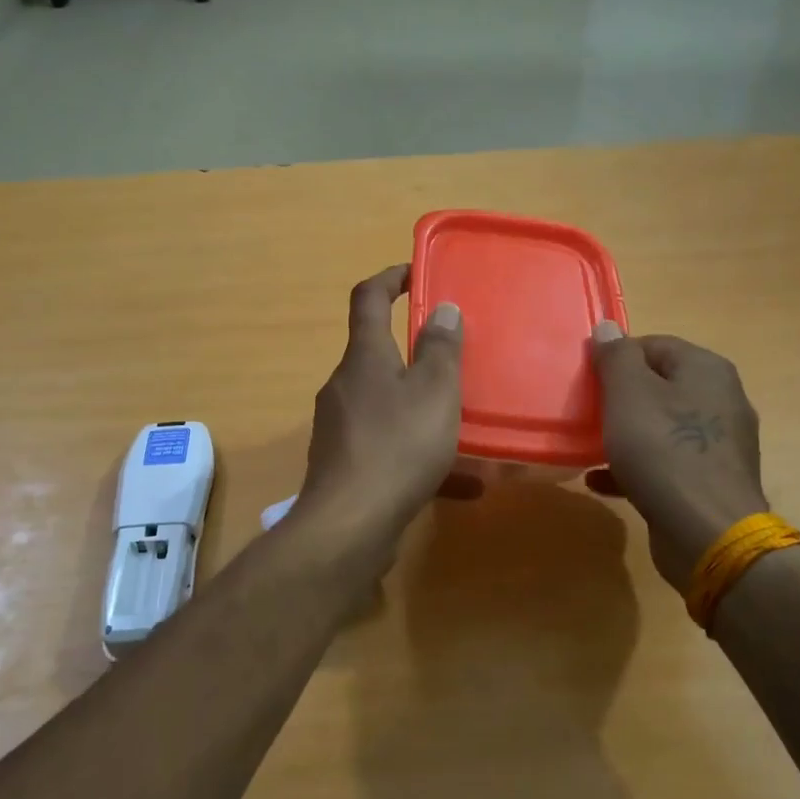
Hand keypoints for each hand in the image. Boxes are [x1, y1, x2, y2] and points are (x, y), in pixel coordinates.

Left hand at [291, 265, 463, 570]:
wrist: (348, 526)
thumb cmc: (397, 447)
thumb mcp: (434, 392)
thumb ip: (440, 348)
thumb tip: (441, 307)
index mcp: (363, 358)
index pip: (368, 298)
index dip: (390, 277)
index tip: (415, 273)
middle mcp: (343, 385)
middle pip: (376, 354)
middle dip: (413, 352)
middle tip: (452, 359)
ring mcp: (339, 427)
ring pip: (384, 403)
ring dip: (419, 406)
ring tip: (461, 424)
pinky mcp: (342, 463)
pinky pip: (385, 444)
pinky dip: (416, 450)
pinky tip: (457, 483)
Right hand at [586, 326, 768, 593]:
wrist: (707, 532)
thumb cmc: (663, 451)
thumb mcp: (629, 394)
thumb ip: (616, 357)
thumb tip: (608, 328)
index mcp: (706, 370)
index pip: (654, 345)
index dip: (617, 358)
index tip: (587, 379)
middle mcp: (721, 400)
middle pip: (659, 385)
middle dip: (620, 397)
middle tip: (587, 411)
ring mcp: (719, 443)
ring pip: (661, 426)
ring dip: (625, 433)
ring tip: (589, 446)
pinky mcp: (709, 480)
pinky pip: (666, 463)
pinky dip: (635, 467)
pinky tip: (602, 479)